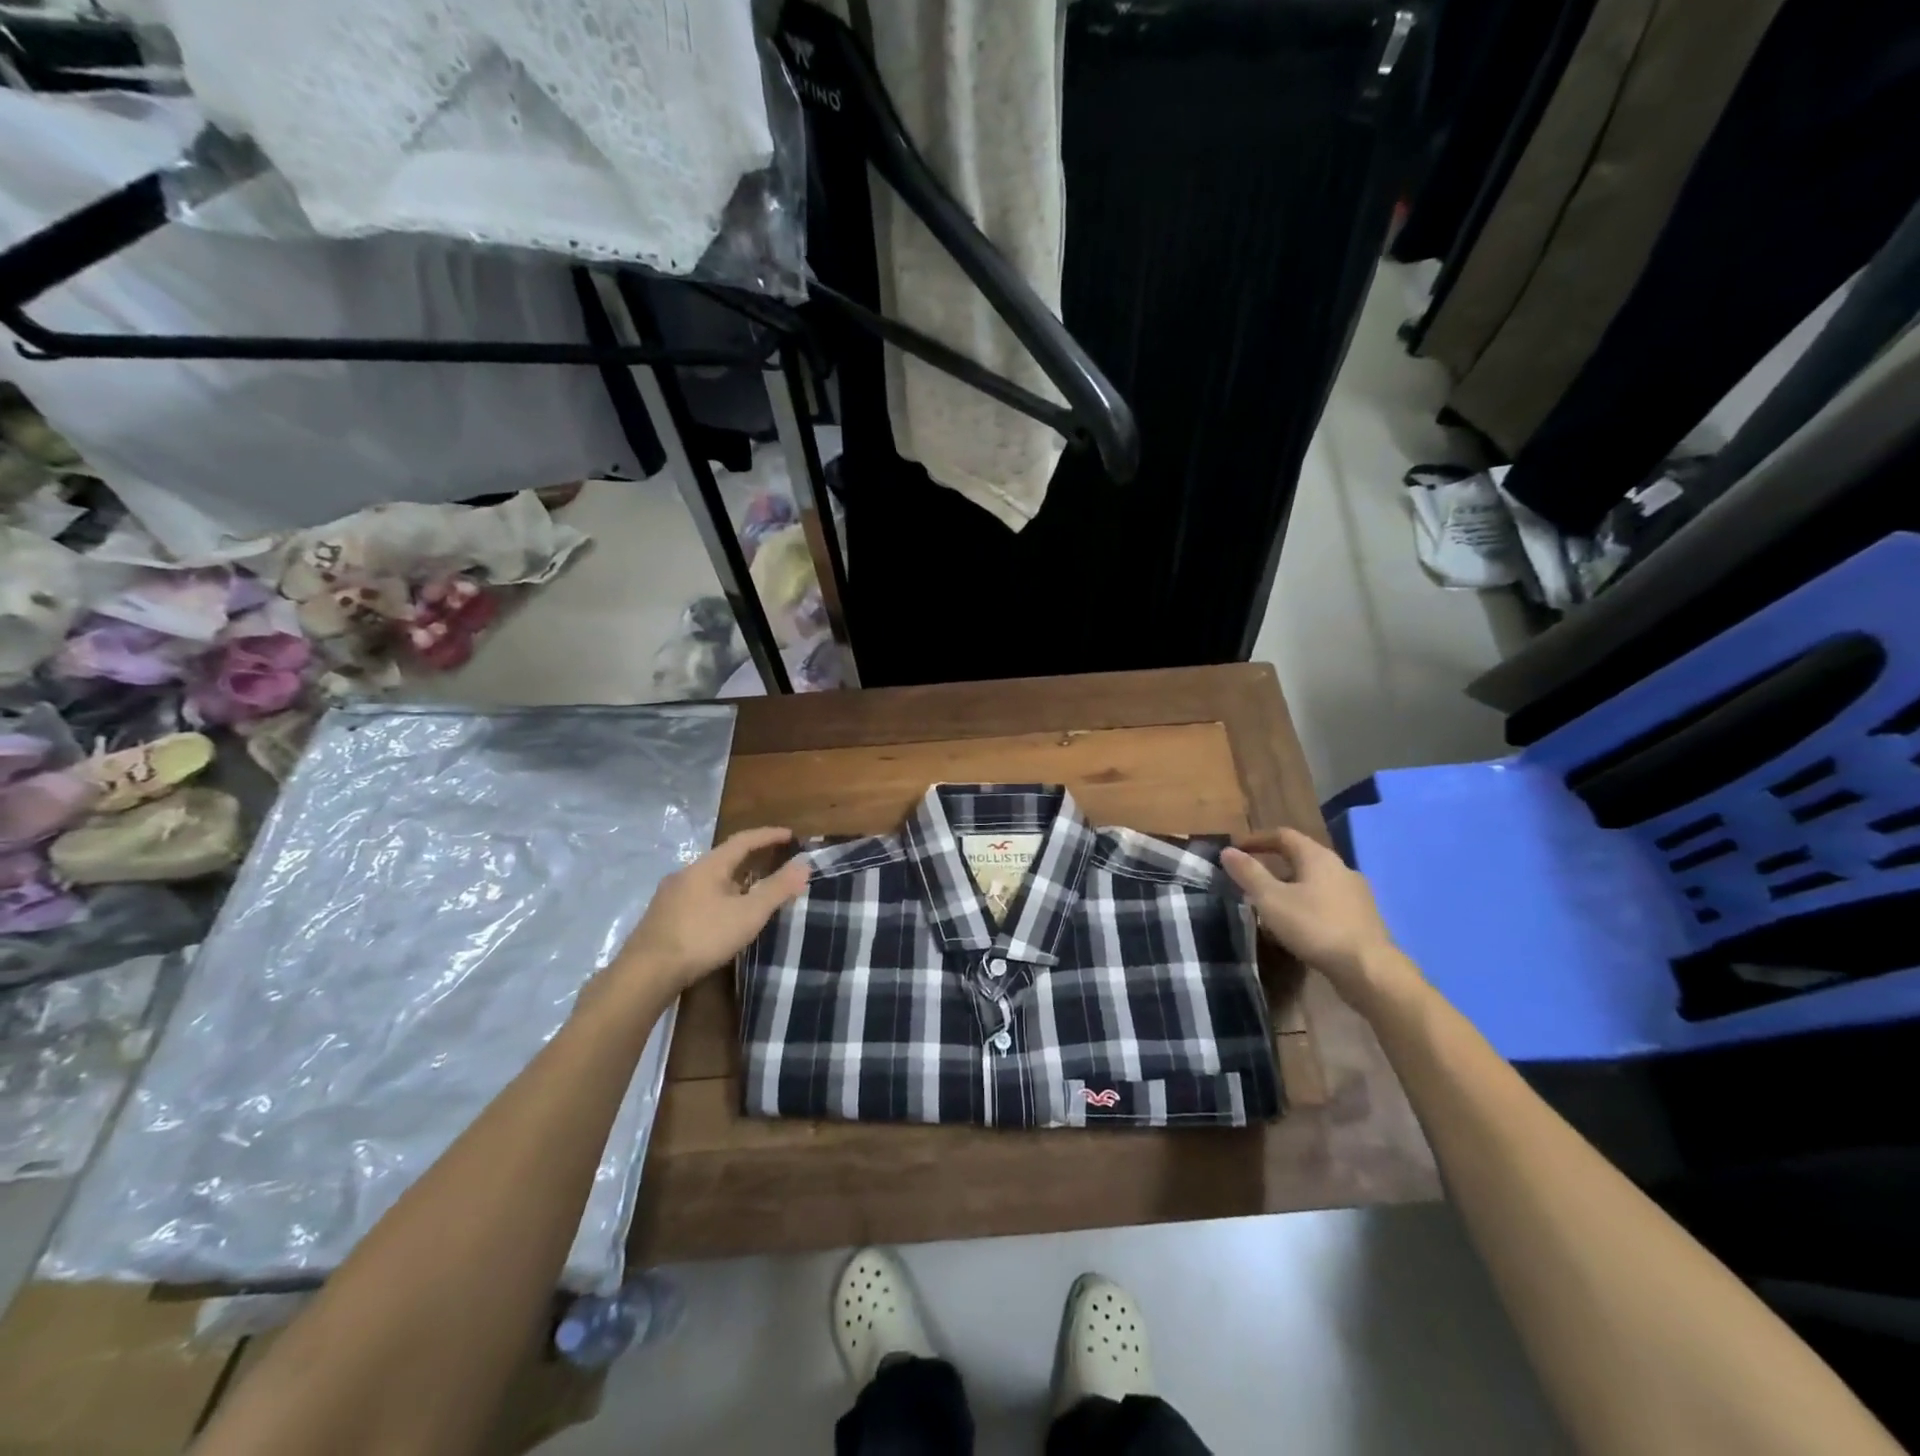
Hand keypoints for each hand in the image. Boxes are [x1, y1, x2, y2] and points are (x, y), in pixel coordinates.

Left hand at [610, 827, 810, 998]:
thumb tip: (804, 865)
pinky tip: (722, 917)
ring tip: (751, 894)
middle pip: (724, 859)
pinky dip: (718, 898)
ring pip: (709, 880)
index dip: (768, 836)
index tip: (790, 835)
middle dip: (751, 860)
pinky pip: (698, 897)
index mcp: (708, 866)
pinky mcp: (662, 917)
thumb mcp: (748, 913)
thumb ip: (777, 889)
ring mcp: (670, 896)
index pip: (743, 840)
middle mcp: (686, 873)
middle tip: (774, 864)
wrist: (647, 972)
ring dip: (733, 882)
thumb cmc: (702, 936)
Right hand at [1221, 828, 1418, 1010]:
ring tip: (1270, 903)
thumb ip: (1249, 873)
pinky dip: (1307, 904)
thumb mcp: (1271, 899)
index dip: (1257, 839)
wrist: (1369, 969)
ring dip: (1290, 886)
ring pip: (1315, 881)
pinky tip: (1298, 924)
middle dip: (1273, 864)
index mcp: (1318, 857)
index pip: (1284, 835)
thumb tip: (1227, 851)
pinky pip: (1327, 901)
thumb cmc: (1315, 926)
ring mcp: (1355, 894)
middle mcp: (1340, 868)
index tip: (1236, 849)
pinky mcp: (1362, 918)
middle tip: (1250, 878)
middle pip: (1301, 857)